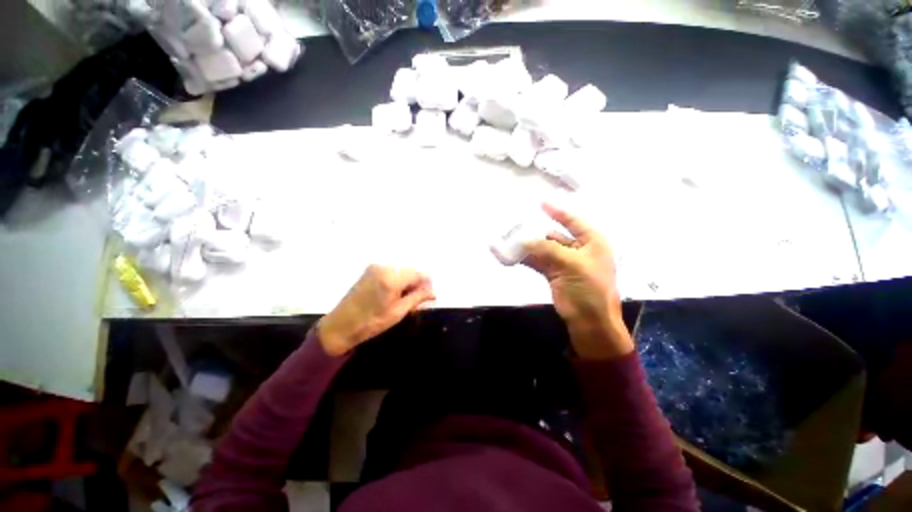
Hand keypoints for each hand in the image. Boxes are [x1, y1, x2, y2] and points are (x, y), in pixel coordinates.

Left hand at [317, 265, 434, 356]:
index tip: (429, 296)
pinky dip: (397, 280)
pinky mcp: (370, 270)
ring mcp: (375, 267)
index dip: (427, 284)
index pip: (418, 274)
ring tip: (406, 299)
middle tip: (418, 300)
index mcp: (392, 277)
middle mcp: (384, 267)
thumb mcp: (398, 312)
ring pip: (401, 271)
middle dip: (417, 283)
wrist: (340, 325)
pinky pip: (391, 271)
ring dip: (408, 282)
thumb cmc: (371, 322)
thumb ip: (417, 298)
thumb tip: (433, 292)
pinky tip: (395, 293)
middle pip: (410, 270)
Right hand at [523, 203, 632, 359]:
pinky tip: (512, 256)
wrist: (590, 322)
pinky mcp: (554, 274)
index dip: (557, 211)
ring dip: (528, 247)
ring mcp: (565, 262)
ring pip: (543, 249)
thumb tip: (525, 240)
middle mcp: (578, 249)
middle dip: (536, 232)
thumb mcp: (572, 265)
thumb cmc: (590, 290)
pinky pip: (538, 262)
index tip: (540, 202)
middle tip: (517, 225)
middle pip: (554, 235)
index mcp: (592, 242)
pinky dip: (526, 259)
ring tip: (510, 240)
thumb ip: (548, 249)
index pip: (573, 221)